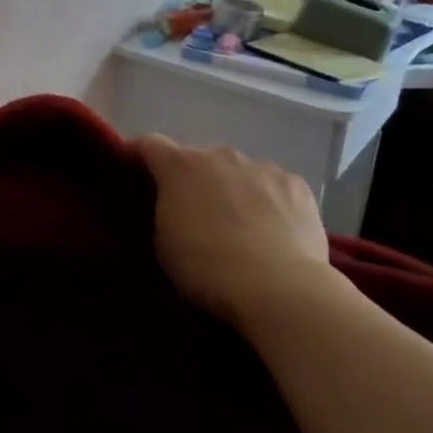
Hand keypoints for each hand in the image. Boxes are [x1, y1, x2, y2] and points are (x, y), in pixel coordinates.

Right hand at [134, 134, 333, 326]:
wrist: (278, 288)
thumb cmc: (206, 267)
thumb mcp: (163, 243)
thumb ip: (164, 210)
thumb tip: (174, 203)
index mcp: (179, 166)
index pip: (149, 144)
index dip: (139, 155)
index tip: (134, 170)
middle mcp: (220, 155)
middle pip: (198, 158)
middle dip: (193, 178)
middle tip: (195, 211)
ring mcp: (262, 166)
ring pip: (239, 171)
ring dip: (233, 188)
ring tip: (240, 224)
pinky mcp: (297, 185)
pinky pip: (274, 186)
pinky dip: (269, 200)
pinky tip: (274, 229)